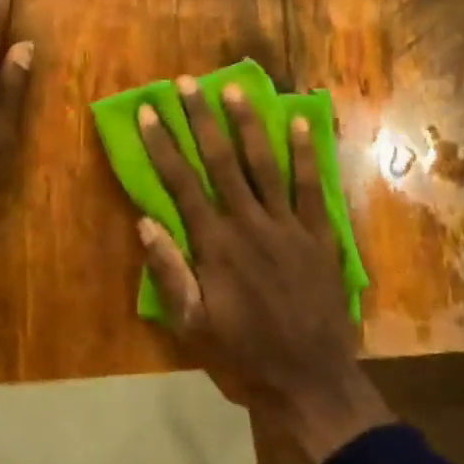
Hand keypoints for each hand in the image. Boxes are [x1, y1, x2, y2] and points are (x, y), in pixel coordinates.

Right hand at [137, 78, 393, 463]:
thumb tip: (145, 222)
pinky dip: (306, 153)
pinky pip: (311, 187)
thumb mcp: (193, 326)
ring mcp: (288, 226)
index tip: (147, 111)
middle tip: (186, 83)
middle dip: (200, 119)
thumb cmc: (244, 356)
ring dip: (247, 123)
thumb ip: (170, 272)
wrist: (311, 381)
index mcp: (215, 245)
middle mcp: (249, 223)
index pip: (181, 183)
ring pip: (264, 163)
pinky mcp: (319, 235)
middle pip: (220, 161)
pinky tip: (299, 122)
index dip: (161, 145)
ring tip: (233, 88)